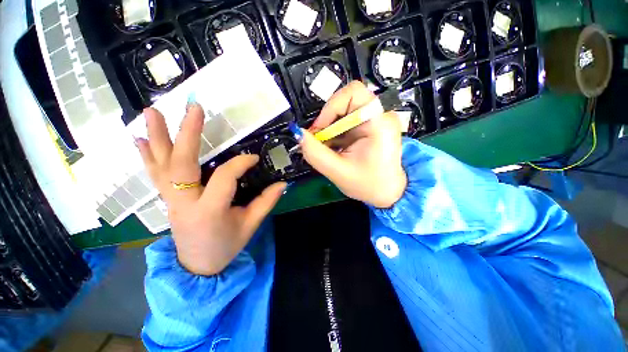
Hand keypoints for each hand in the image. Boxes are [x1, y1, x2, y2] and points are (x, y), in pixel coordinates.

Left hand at [136, 105, 286, 275]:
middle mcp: (184, 202)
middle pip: (182, 163)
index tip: (254, 158)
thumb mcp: (250, 226)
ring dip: (156, 137)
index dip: (241, 163)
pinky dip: (147, 155)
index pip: (225, 177)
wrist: (197, 266)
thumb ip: (266, 202)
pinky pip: (155, 174)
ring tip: (152, 111)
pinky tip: (139, 139)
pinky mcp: (167, 199)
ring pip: (161, 165)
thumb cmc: (226, 246)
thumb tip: (282, 183)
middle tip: (194, 108)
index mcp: (209, 211)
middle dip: (188, 134)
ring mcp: (171, 200)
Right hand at [299, 81, 406, 207]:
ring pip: (343, 112)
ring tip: (327, 147)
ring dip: (329, 128)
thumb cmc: (368, 184)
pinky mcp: (369, 127)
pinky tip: (334, 147)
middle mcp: (380, 116)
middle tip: (319, 140)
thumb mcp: (338, 172)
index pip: (353, 93)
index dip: (331, 107)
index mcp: (379, 124)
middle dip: (327, 120)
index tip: (320, 129)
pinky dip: (335, 133)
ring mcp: (375, 120)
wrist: (386, 191)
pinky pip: (346, 121)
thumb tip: (298, 134)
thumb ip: (315, 153)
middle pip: (346, 102)